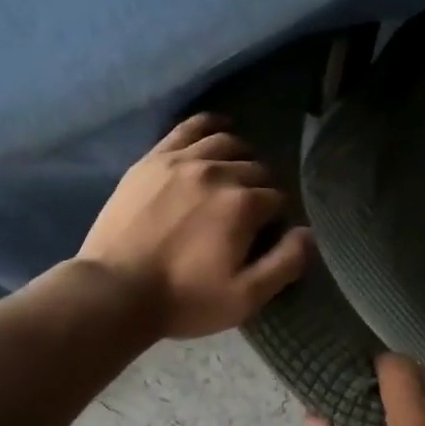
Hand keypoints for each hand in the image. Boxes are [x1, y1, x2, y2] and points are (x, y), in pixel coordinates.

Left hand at [79, 114, 313, 338]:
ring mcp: (182, 160)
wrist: (115, 292)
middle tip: (246, 215)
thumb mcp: (245, 297)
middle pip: (256, 168)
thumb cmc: (185, 299)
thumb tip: (309, 232)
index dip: (275, 218)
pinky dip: (209, 126)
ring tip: (234, 177)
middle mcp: (218, 172)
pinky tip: (217, 132)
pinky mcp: (153, 159)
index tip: (262, 236)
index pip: (277, 197)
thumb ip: (285, 263)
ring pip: (227, 143)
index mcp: (243, 204)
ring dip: (240, 158)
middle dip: (259, 188)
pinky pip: (190, 128)